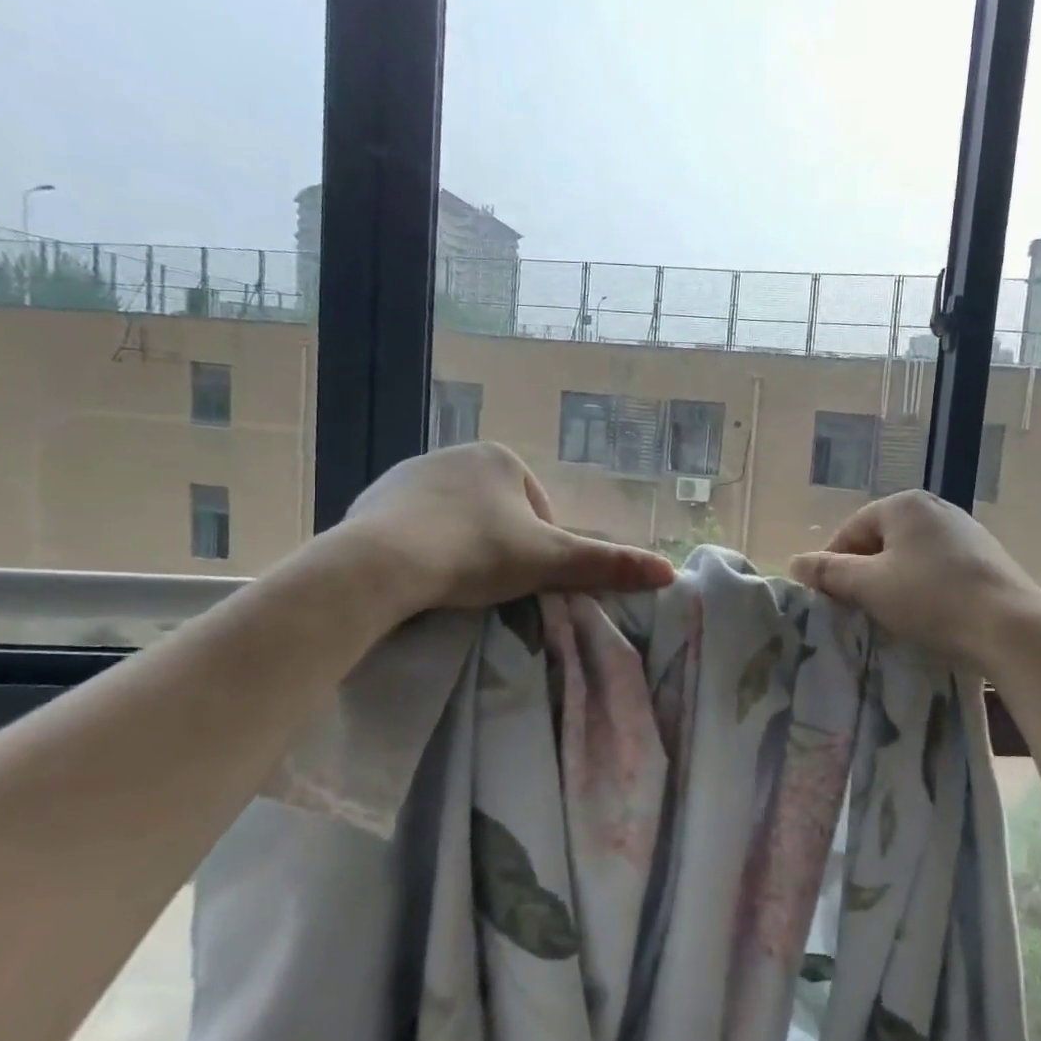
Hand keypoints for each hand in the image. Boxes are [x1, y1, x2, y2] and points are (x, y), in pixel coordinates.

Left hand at [322, 443, 674, 617]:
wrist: (383, 563)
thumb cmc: (476, 553)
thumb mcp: (550, 562)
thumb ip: (608, 565)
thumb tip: (669, 571)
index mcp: (500, 458)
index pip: (537, 510)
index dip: (539, 549)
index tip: (524, 580)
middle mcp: (454, 454)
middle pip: (495, 512)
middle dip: (499, 546)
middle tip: (490, 586)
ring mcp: (408, 474)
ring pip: (453, 518)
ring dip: (460, 547)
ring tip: (454, 586)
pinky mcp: (371, 499)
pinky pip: (411, 526)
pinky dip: (422, 548)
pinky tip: (419, 577)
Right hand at [789, 490, 1040, 670]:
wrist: (1011, 627)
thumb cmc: (931, 599)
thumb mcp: (869, 586)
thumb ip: (828, 572)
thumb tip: (795, 563)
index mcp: (903, 504)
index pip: (851, 530)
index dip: (833, 564)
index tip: (830, 599)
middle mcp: (935, 507)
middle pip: (881, 541)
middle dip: (865, 573)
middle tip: (858, 609)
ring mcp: (966, 531)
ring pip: (910, 557)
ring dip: (894, 583)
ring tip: (892, 616)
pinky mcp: (986, 557)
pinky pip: (939, 568)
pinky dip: (925, 588)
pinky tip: (929, 615)